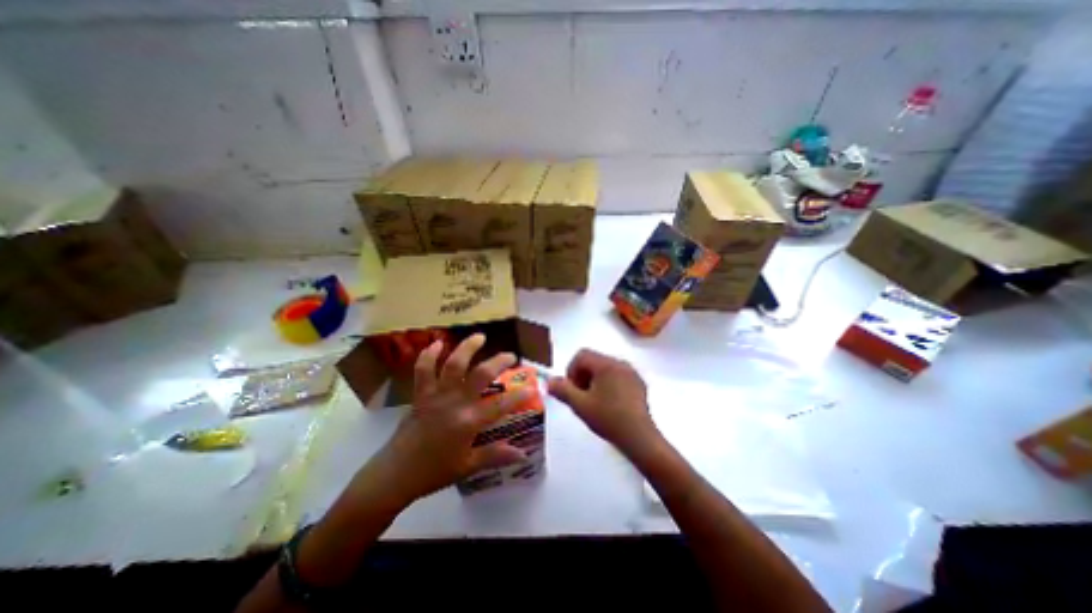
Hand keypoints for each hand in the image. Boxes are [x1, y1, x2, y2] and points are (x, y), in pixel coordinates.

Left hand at [367, 334, 528, 505]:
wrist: (394, 475)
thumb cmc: (434, 472)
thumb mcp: (468, 467)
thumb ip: (495, 456)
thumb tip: (522, 454)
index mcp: (469, 423)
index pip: (501, 406)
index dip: (519, 396)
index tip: (533, 386)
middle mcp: (455, 404)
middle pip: (480, 375)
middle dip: (498, 362)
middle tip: (510, 355)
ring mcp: (436, 396)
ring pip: (453, 365)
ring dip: (467, 348)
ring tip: (479, 337)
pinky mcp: (420, 394)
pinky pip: (422, 370)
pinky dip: (428, 355)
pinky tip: (437, 344)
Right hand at [546, 347, 655, 456]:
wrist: (639, 437)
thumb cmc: (608, 418)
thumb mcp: (580, 405)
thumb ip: (563, 390)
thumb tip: (549, 381)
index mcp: (606, 364)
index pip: (582, 355)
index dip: (571, 370)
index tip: (571, 389)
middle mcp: (620, 363)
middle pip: (594, 360)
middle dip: (583, 376)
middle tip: (581, 397)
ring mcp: (632, 372)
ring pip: (606, 368)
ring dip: (595, 380)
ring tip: (595, 402)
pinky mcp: (639, 383)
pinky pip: (618, 376)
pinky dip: (609, 384)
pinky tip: (610, 404)